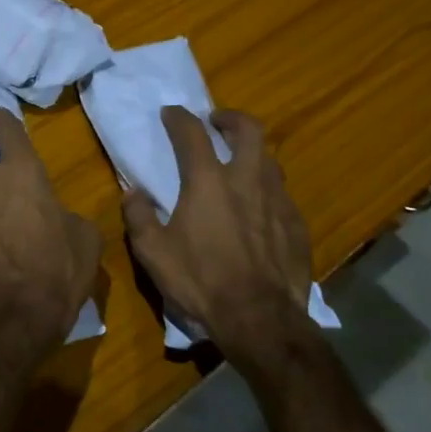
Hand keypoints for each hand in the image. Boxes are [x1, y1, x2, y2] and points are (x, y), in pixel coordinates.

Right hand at [122, 106, 313, 350]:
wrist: (259, 318)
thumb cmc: (200, 281)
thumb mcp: (153, 252)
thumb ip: (138, 216)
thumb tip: (133, 193)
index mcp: (208, 182)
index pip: (192, 134)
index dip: (179, 118)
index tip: (170, 113)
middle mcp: (247, 180)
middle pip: (248, 130)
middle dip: (231, 119)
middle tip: (217, 123)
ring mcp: (277, 201)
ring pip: (269, 160)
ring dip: (252, 153)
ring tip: (239, 164)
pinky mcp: (297, 225)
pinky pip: (282, 194)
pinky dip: (267, 190)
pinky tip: (259, 209)